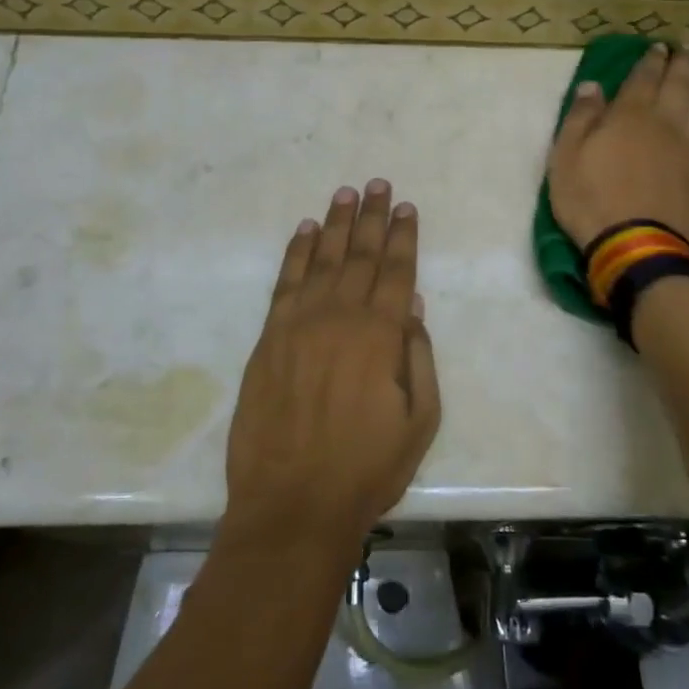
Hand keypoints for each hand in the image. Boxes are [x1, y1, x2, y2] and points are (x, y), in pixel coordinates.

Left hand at [222, 181, 440, 561]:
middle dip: (371, 217)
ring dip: (334, 224)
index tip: (406, 208)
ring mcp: (299, 324)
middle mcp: (340, 317)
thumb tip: (411, 305)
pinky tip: (304, 231)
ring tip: (345, 194)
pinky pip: (285, 283)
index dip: (402, 237)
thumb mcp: (419, 421)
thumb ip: (419, 357)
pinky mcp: (268, 338)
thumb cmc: (366, 469)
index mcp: (381, 336)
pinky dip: (295, 253)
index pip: (395, 271)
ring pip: (321, 259)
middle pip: (359, 255)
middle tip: (378, 185)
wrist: (293, 503)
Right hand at [548, 44, 688, 252]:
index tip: (659, 46)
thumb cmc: (593, 202)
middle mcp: (668, 122)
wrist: (641, 247)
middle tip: (688, 48)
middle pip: (681, 84)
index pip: (644, 77)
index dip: (652, 59)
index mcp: (630, 115)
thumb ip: (580, 119)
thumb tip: (592, 86)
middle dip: (684, 63)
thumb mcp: (565, 159)